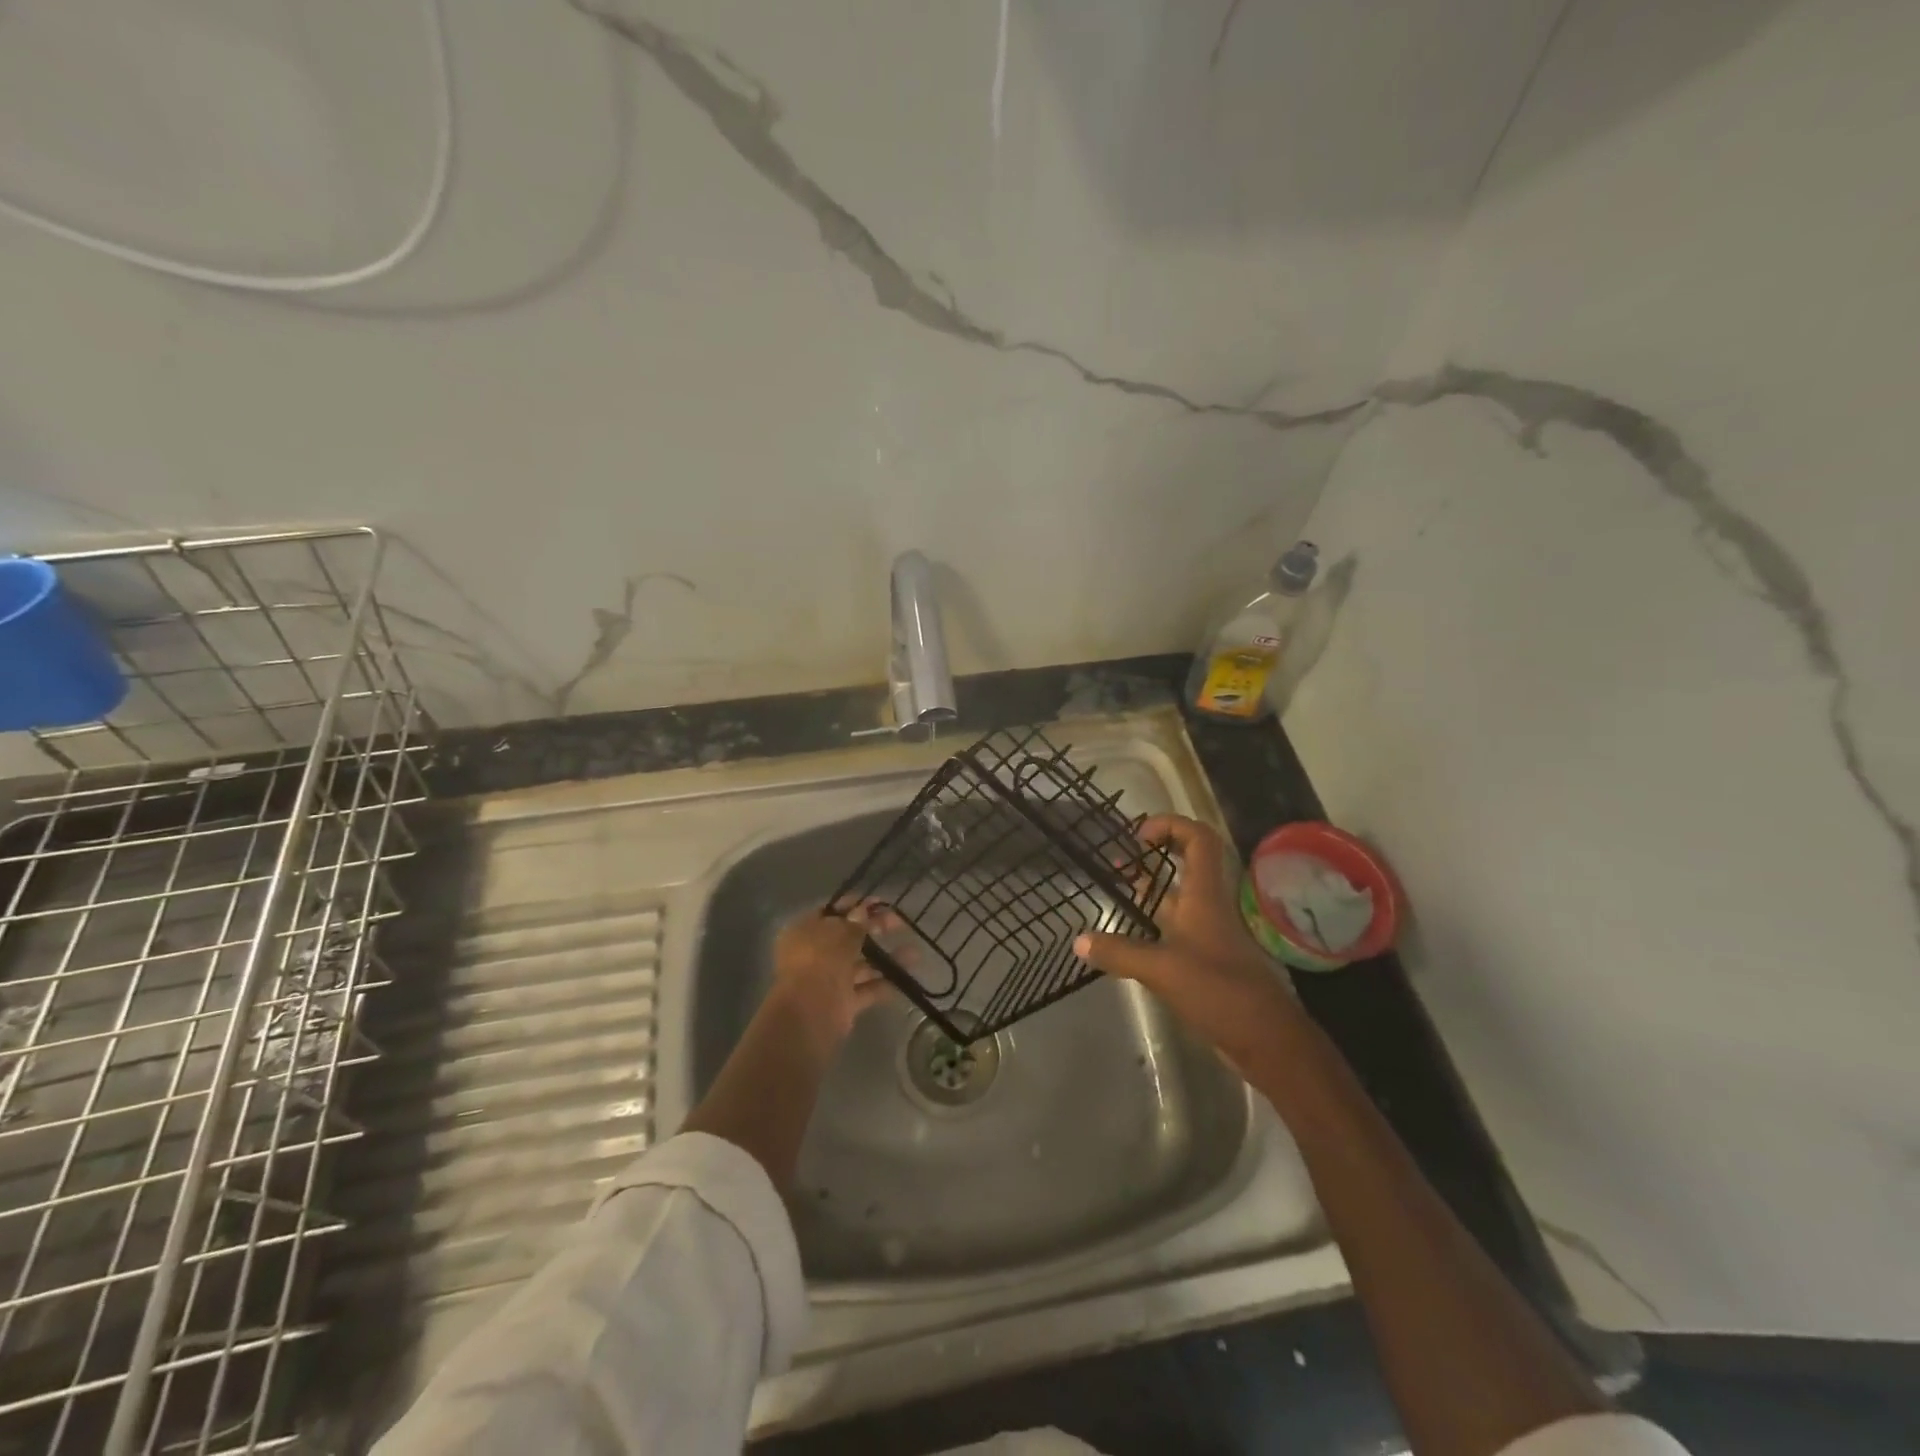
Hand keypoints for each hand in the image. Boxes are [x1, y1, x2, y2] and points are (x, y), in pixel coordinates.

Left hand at [766, 904, 891, 1057]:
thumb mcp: (840, 934)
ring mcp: (829, 980)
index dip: (854, 906)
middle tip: (899, 922)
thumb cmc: (820, 961)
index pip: (831, 912)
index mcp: (805, 931)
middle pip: (848, 937)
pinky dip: (884, 984)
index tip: (879, 902)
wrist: (809, 1014)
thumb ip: (855, 923)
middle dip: (874, 929)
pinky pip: (866, 990)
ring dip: (885, 958)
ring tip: (914, 954)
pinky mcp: (842, 1003)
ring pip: (860, 964)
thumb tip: (863, 910)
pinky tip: (905, 978)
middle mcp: (814, 954)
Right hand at [1076, 815, 1300, 1066]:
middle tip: (1117, 862)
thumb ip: (1120, 952)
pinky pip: (1173, 929)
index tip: (1138, 836)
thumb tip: (1078, 941)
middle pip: (1186, 864)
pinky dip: (1149, 925)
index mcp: (1204, 896)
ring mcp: (1207, 934)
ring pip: (1177, 898)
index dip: (1171, 825)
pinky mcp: (1203, 960)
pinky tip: (1125, 937)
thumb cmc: (1219, 990)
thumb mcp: (1162, 969)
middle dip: (1152, 855)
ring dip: (1149, 890)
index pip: (1198, 839)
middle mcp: (1207, 906)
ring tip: (1114, 890)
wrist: (1265, 1039)